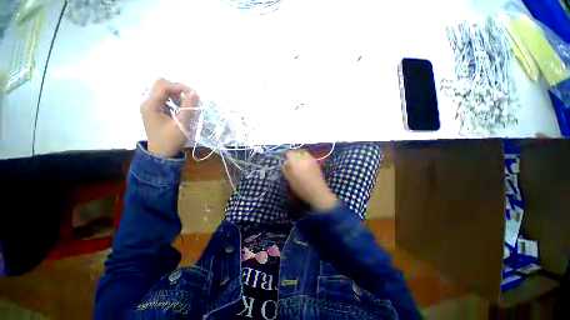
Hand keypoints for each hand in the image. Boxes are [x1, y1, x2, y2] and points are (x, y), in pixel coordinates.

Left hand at [140, 78, 199, 157]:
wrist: (161, 154)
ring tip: (186, 106)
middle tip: (189, 100)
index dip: (179, 86)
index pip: (163, 85)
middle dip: (177, 90)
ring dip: (176, 96)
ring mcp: (150, 106)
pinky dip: (174, 101)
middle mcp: (148, 102)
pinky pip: (164, 99)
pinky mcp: (154, 110)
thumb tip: (195, 93)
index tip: (194, 95)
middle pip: (161, 85)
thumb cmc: (170, 141)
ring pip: (163, 91)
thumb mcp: (182, 124)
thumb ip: (188, 107)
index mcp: (151, 105)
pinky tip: (180, 110)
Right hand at [282, 150, 338, 211]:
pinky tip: (302, 162)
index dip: (284, 153)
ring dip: (297, 153)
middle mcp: (303, 158)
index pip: (289, 153)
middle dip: (291, 153)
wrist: (318, 192)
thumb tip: (282, 163)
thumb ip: (285, 170)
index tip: (282, 157)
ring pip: (302, 152)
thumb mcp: (290, 180)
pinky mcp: (315, 162)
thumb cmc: (301, 188)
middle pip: (296, 151)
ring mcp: (311, 159)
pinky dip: (303, 155)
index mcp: (296, 162)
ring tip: (295, 159)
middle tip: (288, 158)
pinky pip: (308, 155)